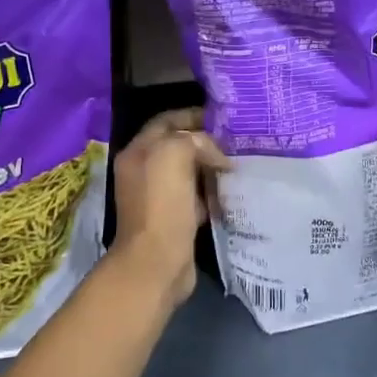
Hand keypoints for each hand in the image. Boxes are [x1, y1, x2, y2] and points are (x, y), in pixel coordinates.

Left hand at [111, 108, 227, 302]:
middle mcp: (144, 170)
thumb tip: (216, 155)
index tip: (222, 118)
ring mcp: (157, 196)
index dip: (192, 114)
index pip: (166, 121)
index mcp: (138, 151)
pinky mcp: (173, 218)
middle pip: (178, 145)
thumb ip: (195, 140)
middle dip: (205, 142)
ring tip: (238, 164)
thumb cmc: (163, 203)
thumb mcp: (175, 154)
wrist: (157, 262)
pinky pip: (195, 196)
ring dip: (211, 167)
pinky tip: (230, 192)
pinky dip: (212, 193)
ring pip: (189, 171)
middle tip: (235, 141)